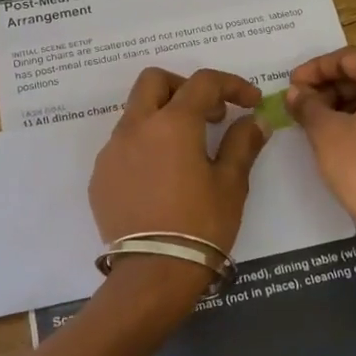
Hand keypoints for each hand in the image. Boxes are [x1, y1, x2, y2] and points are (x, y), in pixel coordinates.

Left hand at [89, 66, 270, 267]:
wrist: (154, 273)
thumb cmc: (201, 225)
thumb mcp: (231, 184)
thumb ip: (242, 143)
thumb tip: (255, 120)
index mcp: (172, 123)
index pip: (203, 83)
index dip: (232, 85)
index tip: (251, 102)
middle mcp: (136, 127)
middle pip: (154, 81)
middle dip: (184, 87)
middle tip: (209, 114)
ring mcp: (112, 152)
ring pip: (135, 113)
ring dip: (162, 117)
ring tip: (187, 151)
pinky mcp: (100, 176)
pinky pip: (123, 146)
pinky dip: (145, 146)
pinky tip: (162, 177)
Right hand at [288, 47, 355, 258]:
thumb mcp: (327, 134)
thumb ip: (308, 105)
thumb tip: (296, 92)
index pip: (349, 57)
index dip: (314, 69)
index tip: (290, 84)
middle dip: (330, 85)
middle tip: (300, 102)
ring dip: (346, 102)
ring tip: (315, 120)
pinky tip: (341, 135)